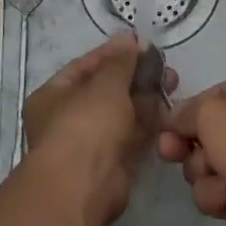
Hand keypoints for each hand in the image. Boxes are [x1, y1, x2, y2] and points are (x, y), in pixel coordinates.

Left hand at [22, 33, 177, 225]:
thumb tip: (130, 40)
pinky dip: (148, 122)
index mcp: (52, 96)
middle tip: (163, 64)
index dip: (112, 53)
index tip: (140, 43)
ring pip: (122, 113)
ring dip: (145, 97)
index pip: (84, 67)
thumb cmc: (85, 123)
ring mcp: (90, 143)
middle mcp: (67, 118)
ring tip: (172, 80)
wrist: (84, 185)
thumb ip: (120, 61)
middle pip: (105, 90)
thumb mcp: (105, 83)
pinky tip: (168, 107)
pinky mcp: (112, 163)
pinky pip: (132, 135)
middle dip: (134, 76)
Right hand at [158, 80, 225, 225]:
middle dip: (190, 148)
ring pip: (210, 167)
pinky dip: (220, 197)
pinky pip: (222, 193)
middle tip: (173, 155)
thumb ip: (186, 111)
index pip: (214, 95)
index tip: (166, 128)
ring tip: (219, 183)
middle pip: (208, 134)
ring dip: (205, 176)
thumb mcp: (213, 113)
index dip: (188, 111)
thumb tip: (174, 122)